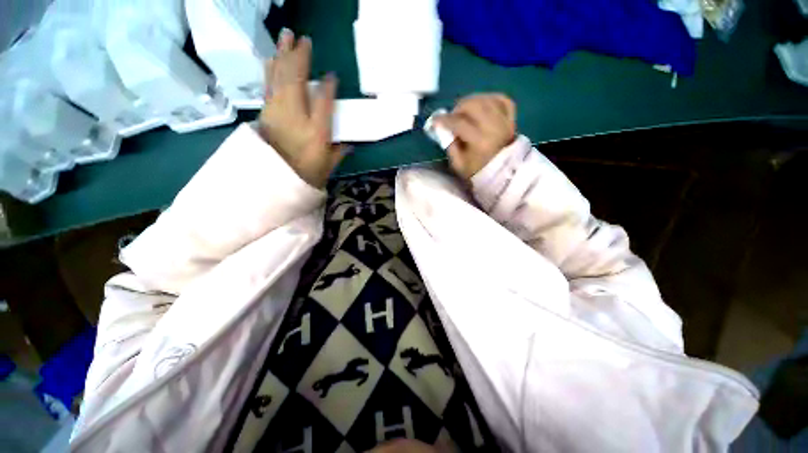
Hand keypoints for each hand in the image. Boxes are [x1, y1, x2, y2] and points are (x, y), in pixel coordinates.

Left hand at [259, 29, 343, 187]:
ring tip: (285, 36)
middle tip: (303, 39)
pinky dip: (271, 69)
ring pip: (279, 77)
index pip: (324, 102)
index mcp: (317, 132)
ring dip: (282, 55)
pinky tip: (272, 58)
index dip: (329, 87)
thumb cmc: (305, 175)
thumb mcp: (328, 167)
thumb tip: (349, 144)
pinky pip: (268, 85)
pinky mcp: (266, 112)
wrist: (274, 181)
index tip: (332, 76)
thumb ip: (339, 153)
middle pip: (297, 81)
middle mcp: (297, 117)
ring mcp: (278, 112)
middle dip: (300, 57)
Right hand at [436, 94, 515, 179]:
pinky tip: (481, 104)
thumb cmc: (478, 172)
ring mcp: (505, 122)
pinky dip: (490, 98)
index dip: (444, 120)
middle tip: (452, 115)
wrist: (503, 175)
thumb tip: (444, 129)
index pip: (459, 123)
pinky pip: (503, 100)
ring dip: (472, 101)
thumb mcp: (458, 164)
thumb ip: (450, 146)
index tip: (435, 120)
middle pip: (474, 105)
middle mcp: (493, 128)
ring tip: (465, 110)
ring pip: (487, 99)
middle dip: (458, 107)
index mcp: (479, 142)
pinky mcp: (511, 119)